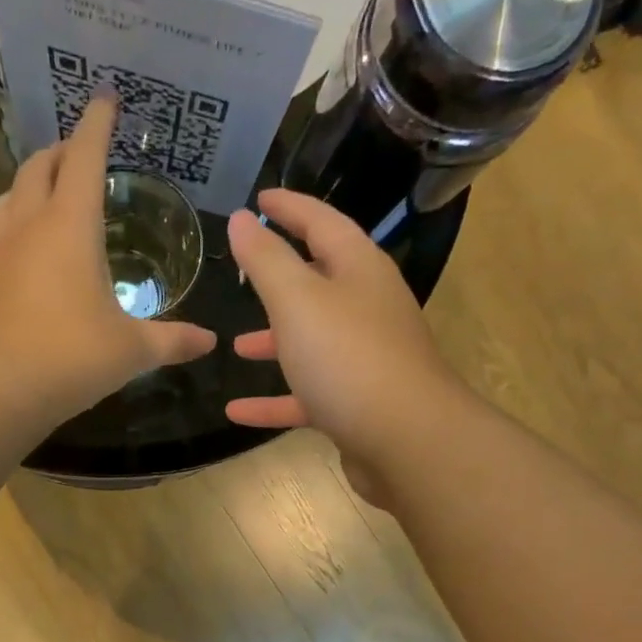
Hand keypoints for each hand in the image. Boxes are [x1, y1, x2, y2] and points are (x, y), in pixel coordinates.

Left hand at [0, 96, 216, 421]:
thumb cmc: (73, 356)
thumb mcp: (132, 349)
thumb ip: (172, 340)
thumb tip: (209, 342)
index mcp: (71, 225)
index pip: (84, 156)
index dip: (96, 124)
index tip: (105, 99)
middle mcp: (30, 226)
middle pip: (39, 167)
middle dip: (60, 151)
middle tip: (77, 151)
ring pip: (9, 196)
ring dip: (30, 184)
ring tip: (47, 192)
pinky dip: (14, 225)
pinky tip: (25, 249)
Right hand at [225, 190, 453, 485]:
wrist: (406, 442)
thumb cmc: (348, 358)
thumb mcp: (298, 301)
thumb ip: (266, 260)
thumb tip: (243, 219)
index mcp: (360, 271)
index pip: (322, 223)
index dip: (290, 207)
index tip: (259, 199)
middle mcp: (367, 309)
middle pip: (320, 283)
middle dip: (280, 278)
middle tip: (243, 272)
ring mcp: (364, 360)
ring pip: (312, 342)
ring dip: (274, 342)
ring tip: (234, 347)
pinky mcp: (356, 405)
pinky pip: (308, 394)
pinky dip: (275, 400)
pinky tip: (237, 411)